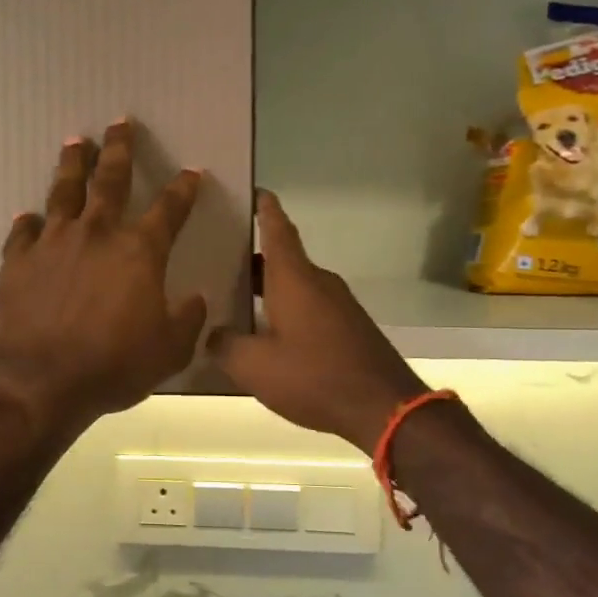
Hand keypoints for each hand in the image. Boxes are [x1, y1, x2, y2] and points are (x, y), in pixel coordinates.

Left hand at [0, 121, 207, 436]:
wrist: (40, 382)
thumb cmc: (113, 365)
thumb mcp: (169, 350)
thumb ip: (187, 320)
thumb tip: (194, 299)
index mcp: (139, 251)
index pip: (169, 209)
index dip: (183, 188)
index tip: (191, 172)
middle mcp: (97, 233)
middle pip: (111, 179)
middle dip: (119, 149)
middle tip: (120, 123)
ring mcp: (53, 242)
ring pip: (64, 191)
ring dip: (72, 164)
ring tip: (75, 142)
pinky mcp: (17, 260)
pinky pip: (23, 232)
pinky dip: (27, 223)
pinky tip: (28, 216)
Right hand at [208, 192, 425, 453]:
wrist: (384, 406)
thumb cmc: (314, 375)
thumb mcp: (254, 366)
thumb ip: (225, 345)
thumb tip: (213, 334)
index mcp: (294, 278)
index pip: (277, 229)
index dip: (264, 208)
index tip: (253, 190)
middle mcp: (318, 282)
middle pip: (283, 258)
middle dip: (252, 256)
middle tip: (219, 257)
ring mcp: (338, 304)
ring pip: (296, 285)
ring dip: (268, 288)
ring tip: (235, 298)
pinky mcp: (348, 327)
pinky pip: (310, 306)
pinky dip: (286, 309)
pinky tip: (267, 333)